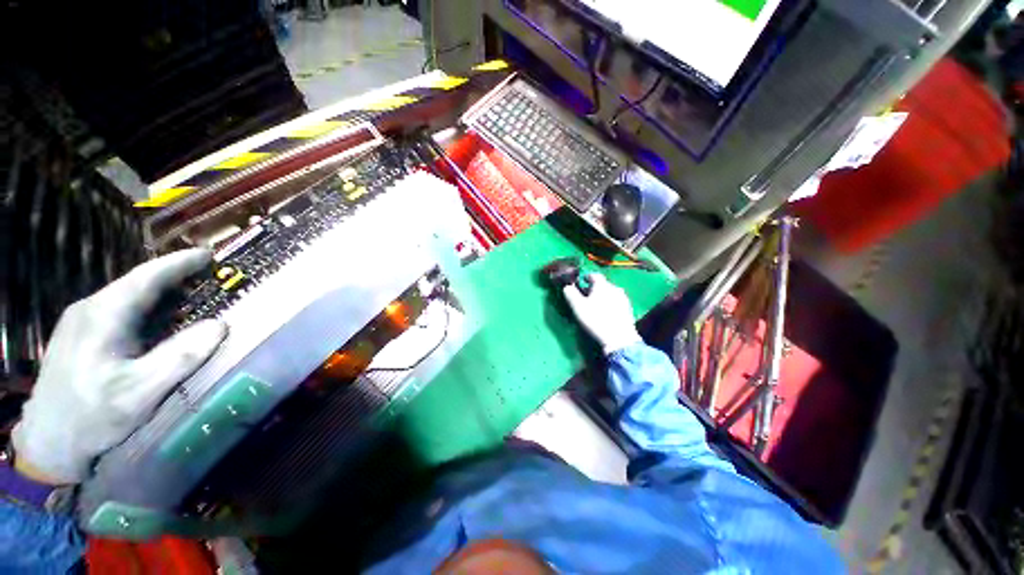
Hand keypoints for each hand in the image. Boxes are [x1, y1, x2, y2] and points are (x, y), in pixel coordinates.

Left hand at [12, 249, 227, 484]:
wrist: (49, 440)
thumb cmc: (95, 414)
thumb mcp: (143, 390)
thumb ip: (181, 356)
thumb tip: (220, 325)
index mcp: (104, 316)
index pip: (146, 277)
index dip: (179, 263)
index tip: (208, 254)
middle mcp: (89, 309)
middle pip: (135, 283)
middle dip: (172, 276)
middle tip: (205, 276)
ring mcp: (79, 321)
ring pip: (125, 296)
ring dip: (158, 293)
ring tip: (187, 296)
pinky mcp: (77, 334)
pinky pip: (116, 309)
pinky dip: (143, 307)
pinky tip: (154, 320)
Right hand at [562, 273, 641, 354]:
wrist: (619, 338)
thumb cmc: (596, 320)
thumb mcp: (578, 307)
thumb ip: (571, 294)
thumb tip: (567, 286)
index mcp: (602, 285)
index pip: (594, 275)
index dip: (586, 277)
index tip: (581, 282)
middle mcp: (615, 288)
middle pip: (603, 284)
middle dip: (594, 288)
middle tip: (586, 296)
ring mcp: (623, 299)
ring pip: (610, 293)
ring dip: (603, 296)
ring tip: (596, 305)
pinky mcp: (628, 309)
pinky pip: (616, 302)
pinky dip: (610, 304)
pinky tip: (606, 313)